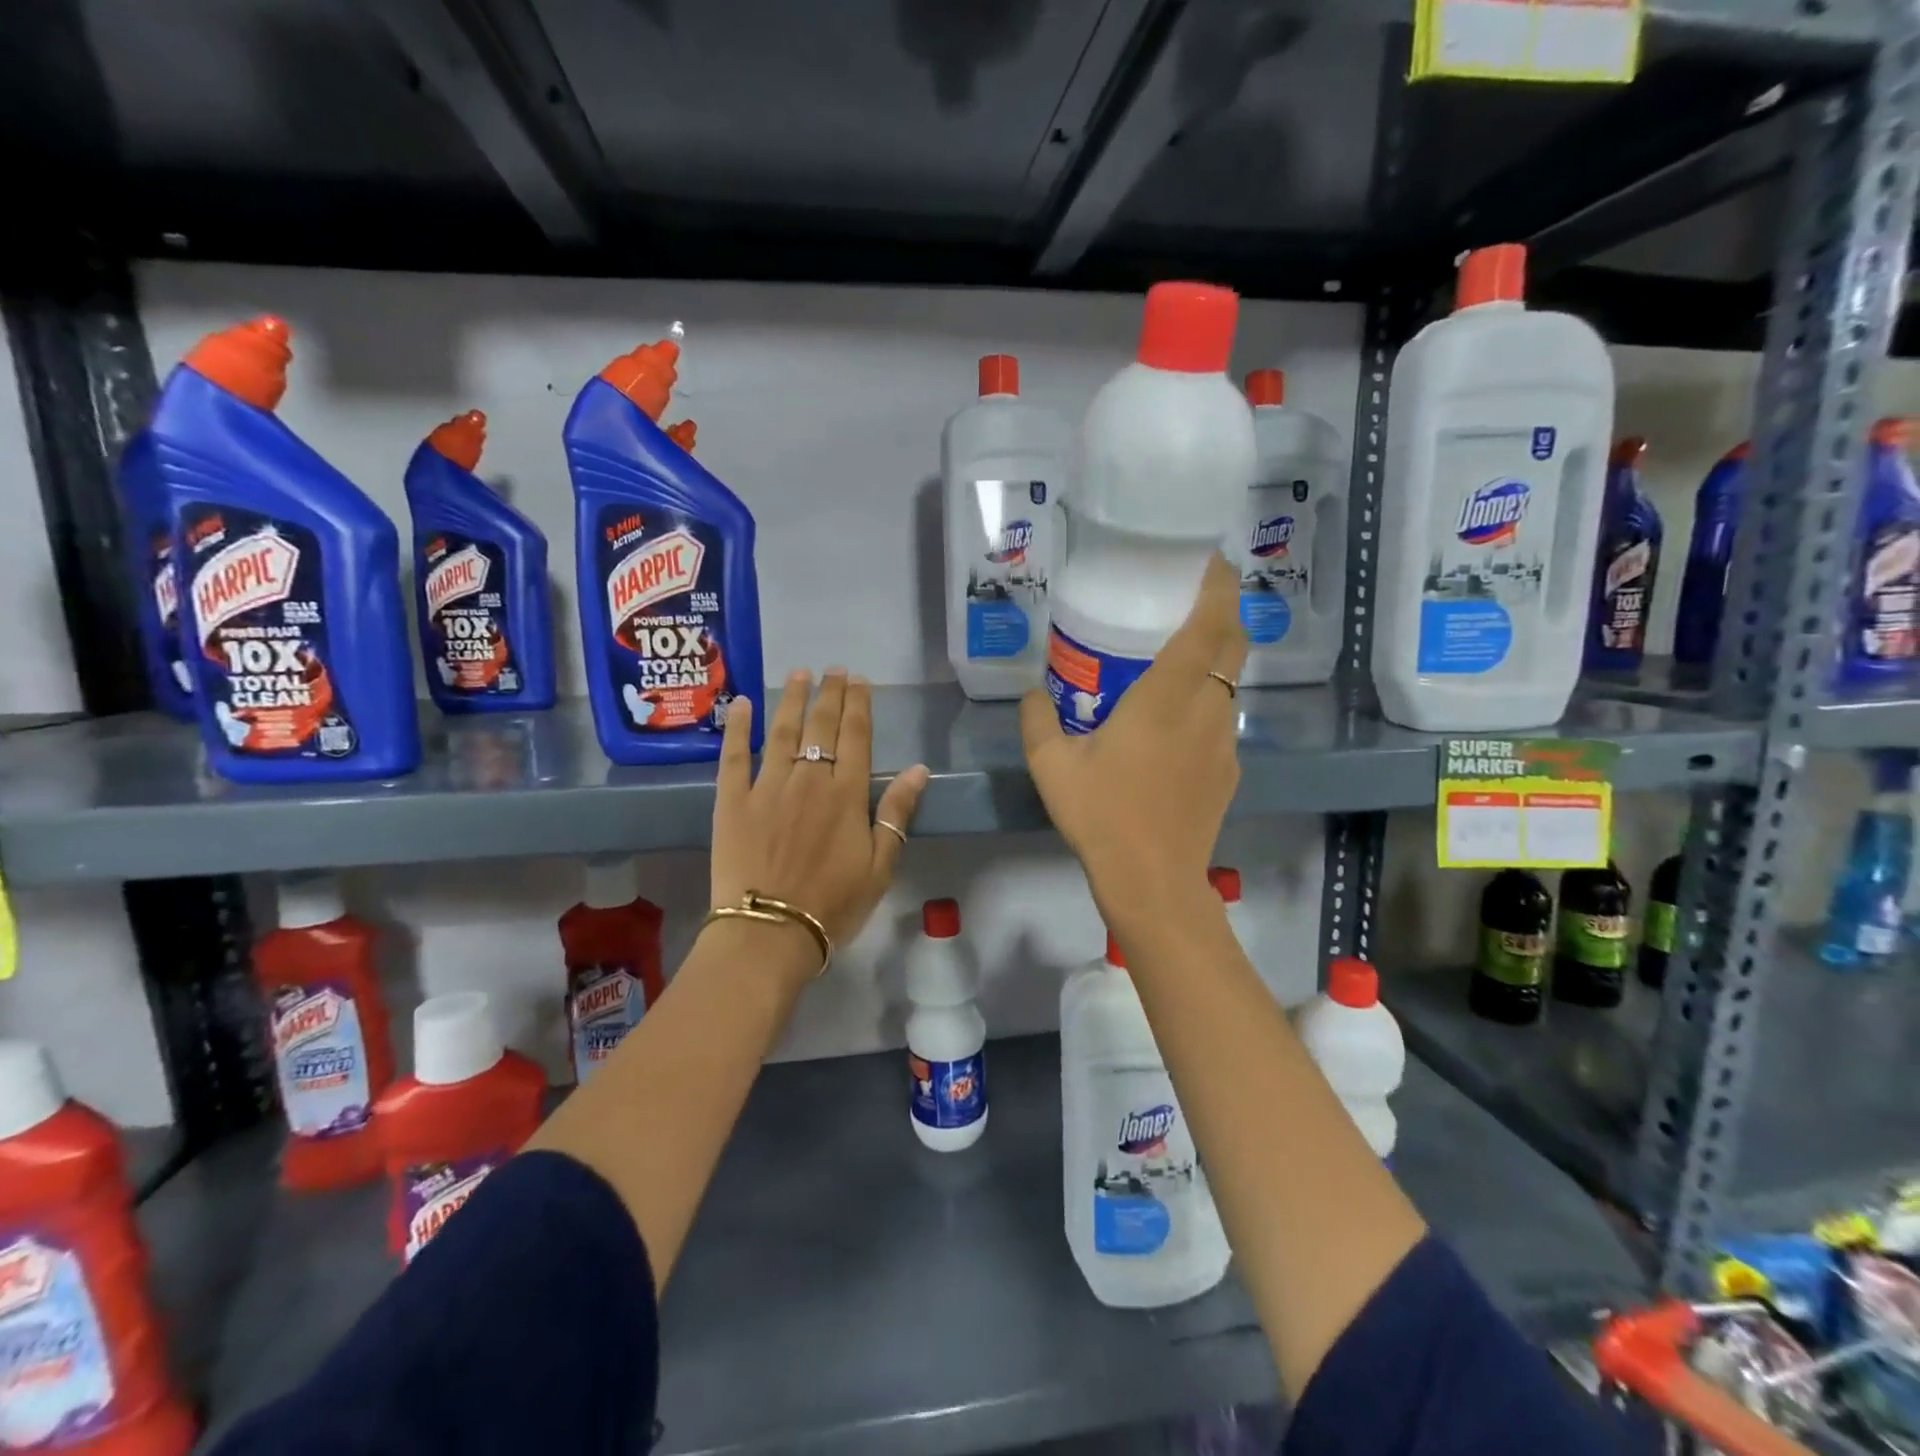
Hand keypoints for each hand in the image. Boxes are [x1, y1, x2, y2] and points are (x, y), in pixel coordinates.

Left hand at [711, 670, 930, 976]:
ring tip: (799, 674)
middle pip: (821, 726)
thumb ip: (896, 813)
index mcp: (846, 794)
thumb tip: (920, 770)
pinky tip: (740, 704)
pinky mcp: (731, 800)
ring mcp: (766, 786)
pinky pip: (733, 755)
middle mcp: (808, 779)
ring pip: (781, 731)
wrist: (769, 932)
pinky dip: (737, 727)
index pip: (855, 736)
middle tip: (833, 669)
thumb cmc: (832, 905)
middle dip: (829, 693)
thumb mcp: (879, 866)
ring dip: (791, 699)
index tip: (859, 680)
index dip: (858, 705)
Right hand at [1021, 554, 1246, 927]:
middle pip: (1234, 645)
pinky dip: (1208, 702)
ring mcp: (1224, 742)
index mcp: (1166, 697)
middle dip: (1225, 611)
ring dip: (1216, 658)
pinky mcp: (1229, 771)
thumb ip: (1037, 720)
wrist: (1152, 880)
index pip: (1209, 625)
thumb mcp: (1052, 765)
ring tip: (1180, 657)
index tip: (1212, 563)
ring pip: (1230, 683)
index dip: (1218, 588)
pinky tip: (1176, 724)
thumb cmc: (1101, 814)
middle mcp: (1206, 710)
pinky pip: (1222, 719)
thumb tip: (1032, 692)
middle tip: (1197, 597)